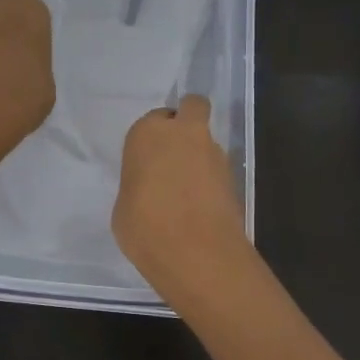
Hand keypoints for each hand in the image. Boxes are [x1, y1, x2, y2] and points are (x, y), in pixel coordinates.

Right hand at [113, 95, 247, 295]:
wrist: (194, 252)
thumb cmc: (144, 226)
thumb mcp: (124, 205)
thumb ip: (139, 184)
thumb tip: (151, 189)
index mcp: (148, 133)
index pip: (154, 119)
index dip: (153, 138)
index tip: (149, 160)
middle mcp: (184, 133)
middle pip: (193, 108)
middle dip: (188, 120)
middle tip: (175, 152)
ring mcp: (214, 154)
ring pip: (208, 141)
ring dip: (200, 157)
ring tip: (187, 192)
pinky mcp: (234, 177)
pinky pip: (217, 170)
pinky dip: (210, 181)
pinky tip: (199, 208)